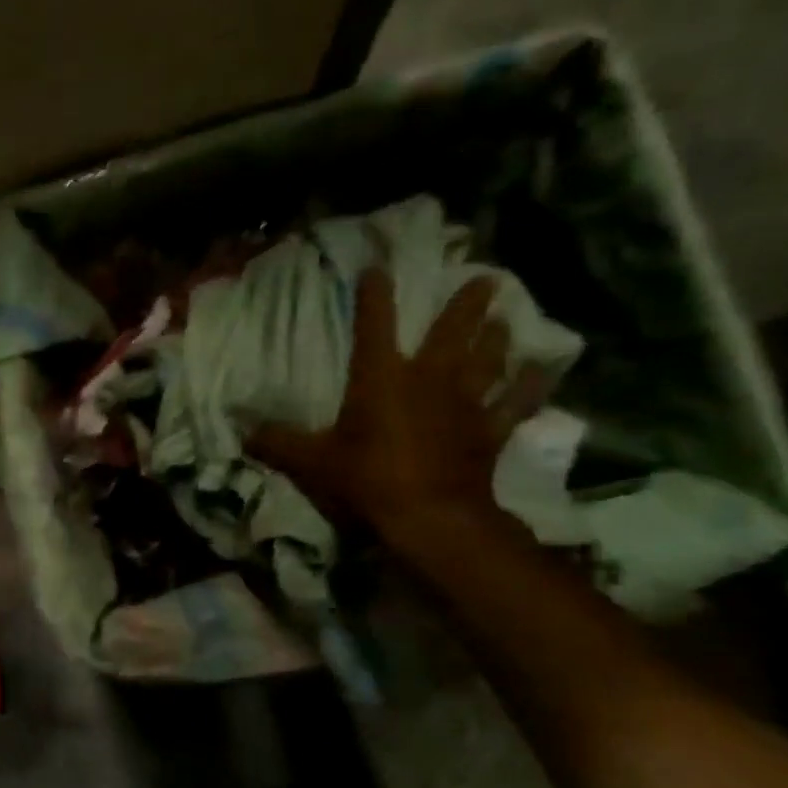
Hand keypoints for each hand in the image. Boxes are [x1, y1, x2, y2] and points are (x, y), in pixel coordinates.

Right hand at [245, 267, 544, 545]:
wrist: (429, 518)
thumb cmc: (366, 480)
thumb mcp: (308, 463)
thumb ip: (275, 443)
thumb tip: (242, 430)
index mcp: (380, 379)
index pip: (374, 325)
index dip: (374, 295)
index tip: (377, 268)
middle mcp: (428, 380)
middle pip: (450, 332)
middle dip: (464, 304)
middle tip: (483, 278)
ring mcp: (465, 404)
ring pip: (487, 359)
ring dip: (497, 337)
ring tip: (506, 317)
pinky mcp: (489, 431)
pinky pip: (515, 403)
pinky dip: (530, 386)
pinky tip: (544, 369)